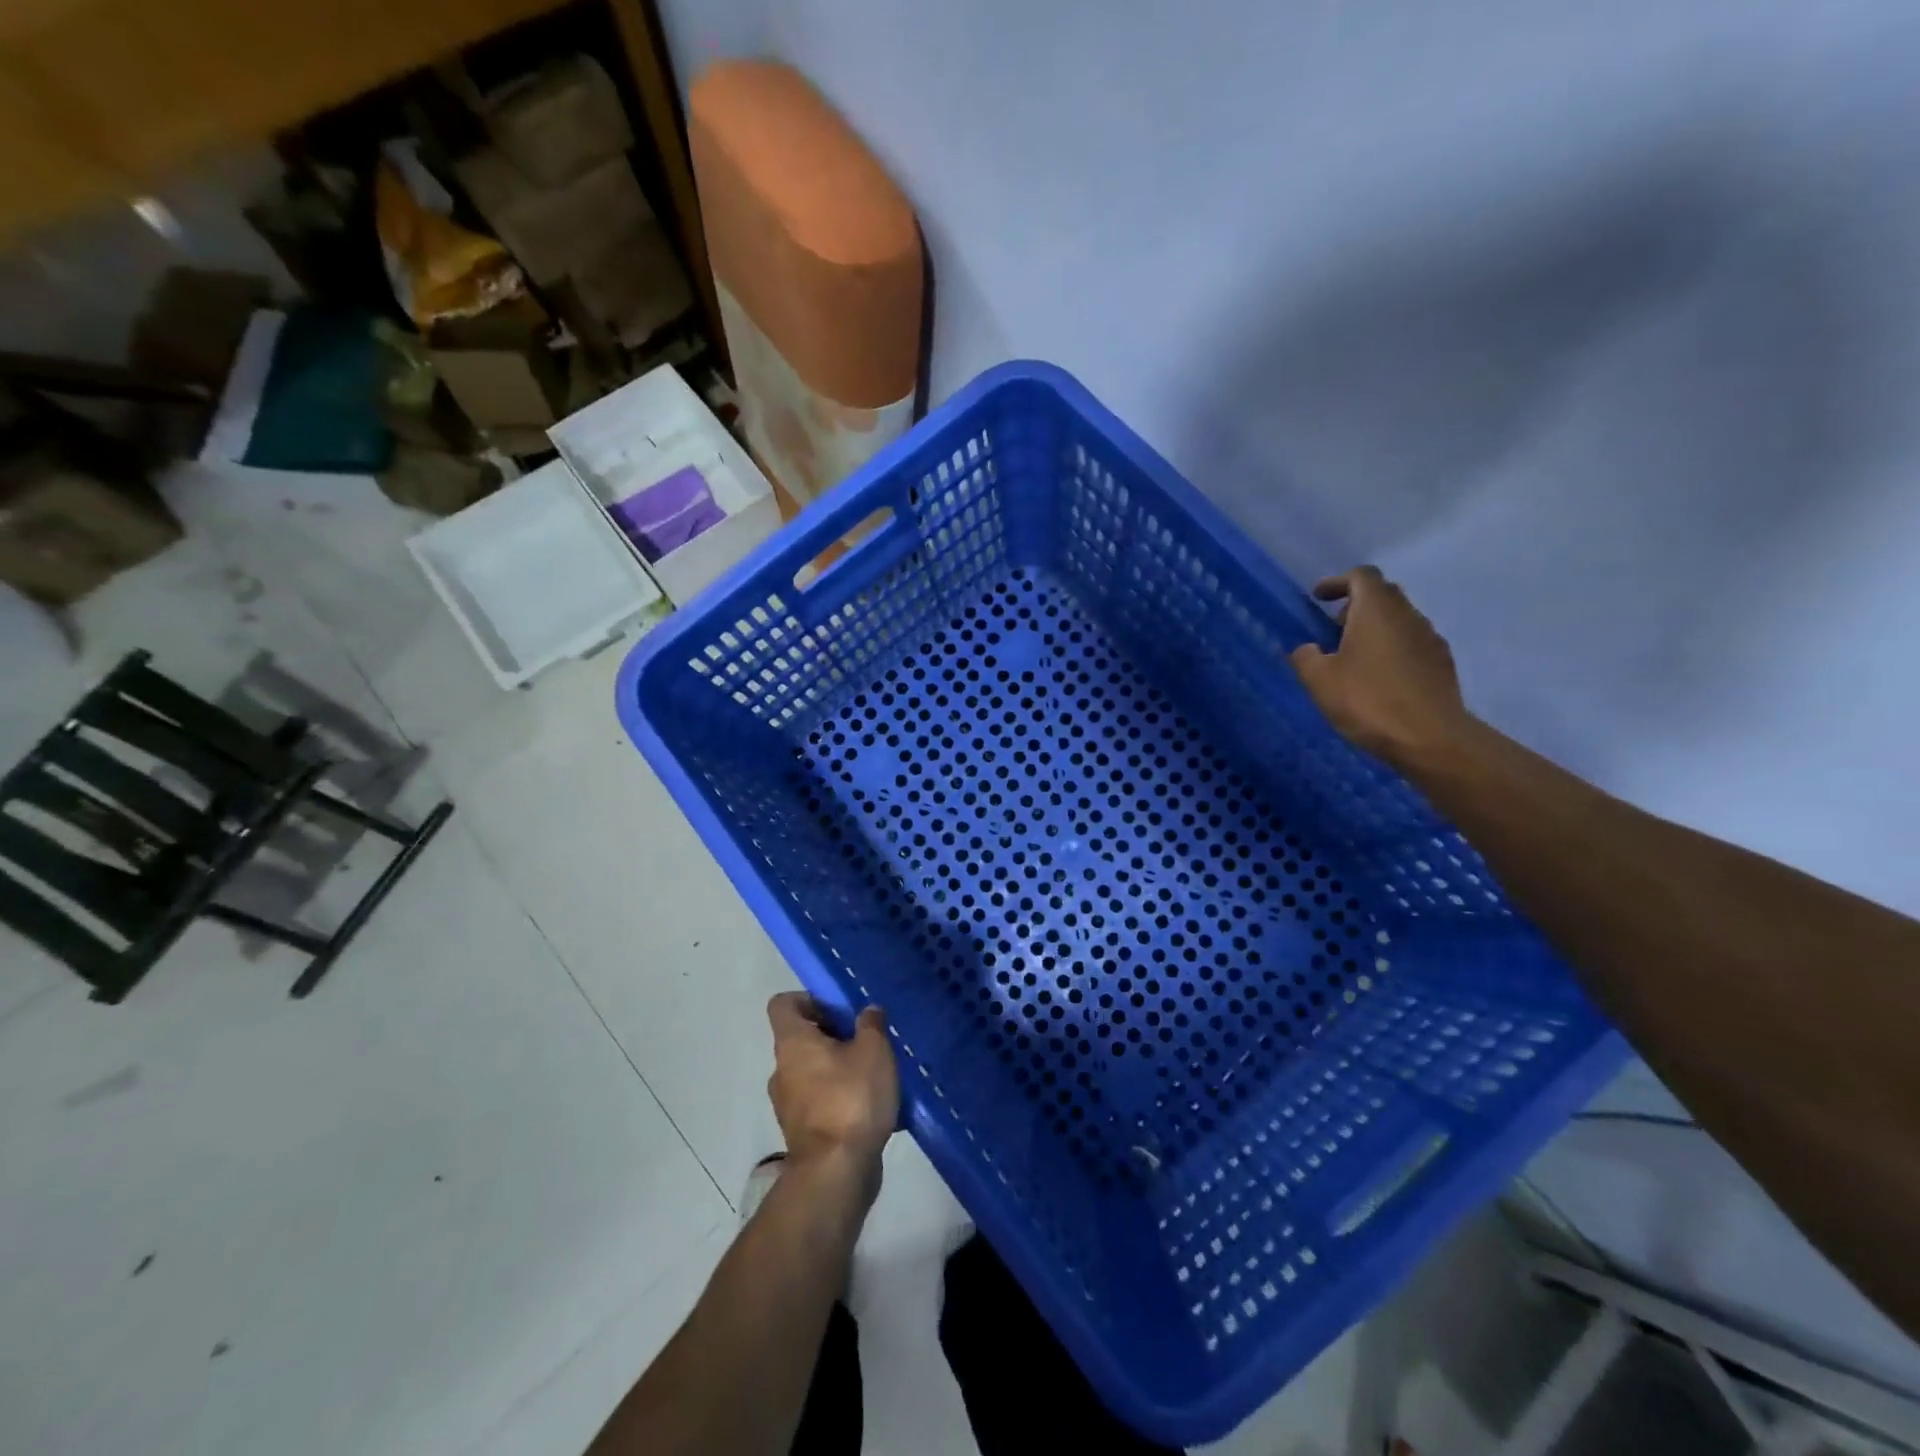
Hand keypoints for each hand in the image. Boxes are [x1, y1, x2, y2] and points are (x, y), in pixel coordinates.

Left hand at [766, 994, 898, 1183]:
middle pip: (800, 1038)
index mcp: (792, 1043)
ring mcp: (788, 1104)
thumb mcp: (874, 1051)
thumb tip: (868, 1011)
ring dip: (836, 1068)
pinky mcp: (801, 1132)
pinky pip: (818, 1101)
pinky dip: (838, 1097)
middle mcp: (782, 1070)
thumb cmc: (851, 1098)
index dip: (808, 1000)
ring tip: (872, 1073)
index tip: (838, 1010)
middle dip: (831, 1035)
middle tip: (864, 1040)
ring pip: (810, 1071)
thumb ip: (871, 1025)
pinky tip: (869, 1105)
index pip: (783, 1004)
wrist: (836, 1172)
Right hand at [1288, 566, 1474, 766]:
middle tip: (1333, 628)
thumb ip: (1306, 658)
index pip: (1361, 576)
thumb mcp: (1320, 681)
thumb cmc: (1368, 700)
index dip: (1337, 582)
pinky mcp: (1441, 664)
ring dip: (1375, 629)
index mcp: (1377, 610)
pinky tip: (1378, 678)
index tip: (1319, 598)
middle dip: (1356, 605)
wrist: (1430, 737)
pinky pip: (1412, 644)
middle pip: (1383, 594)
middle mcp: (1409, 615)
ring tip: (1353, 657)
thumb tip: (1307, 649)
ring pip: (1399, 620)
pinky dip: (1392, 649)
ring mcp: (1430, 639)